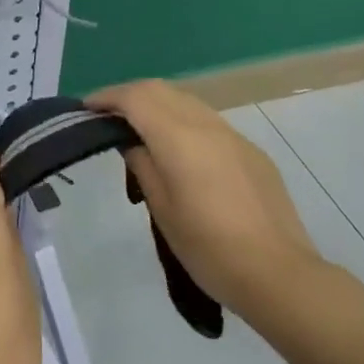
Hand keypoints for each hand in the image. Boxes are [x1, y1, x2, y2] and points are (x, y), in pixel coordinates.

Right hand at [85, 80, 329, 330]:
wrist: (278, 274)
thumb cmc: (208, 247)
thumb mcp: (162, 208)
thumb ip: (143, 164)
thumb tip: (132, 142)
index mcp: (179, 137)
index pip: (135, 98)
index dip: (107, 97)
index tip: (86, 109)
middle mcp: (207, 125)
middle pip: (161, 90)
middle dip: (130, 95)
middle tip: (107, 117)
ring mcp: (234, 136)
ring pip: (187, 101)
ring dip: (157, 105)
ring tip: (139, 130)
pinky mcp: (251, 152)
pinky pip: (208, 121)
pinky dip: (183, 121)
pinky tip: (179, 151)